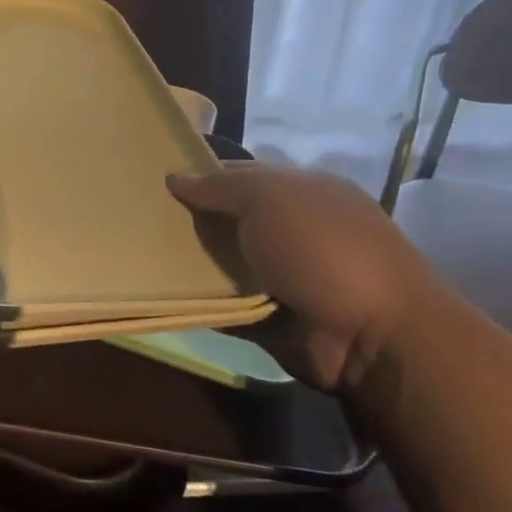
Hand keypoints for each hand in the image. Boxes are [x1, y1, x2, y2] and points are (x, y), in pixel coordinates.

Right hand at [167, 161, 446, 392]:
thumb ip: (219, 187)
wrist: (372, 336)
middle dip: (191, 219)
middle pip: (229, 219)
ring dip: (190, 262)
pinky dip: (198, 303)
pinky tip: (161, 293)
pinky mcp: (269, 318)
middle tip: (141, 217)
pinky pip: (222, 306)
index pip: (242, 175)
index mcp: (302, 193)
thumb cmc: (323, 248)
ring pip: (222, 263)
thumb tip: (174, 178)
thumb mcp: (269, 198)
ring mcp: (283, 277)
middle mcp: (293, 231)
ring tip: (139, 253)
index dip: (202, 175)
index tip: (157, 181)